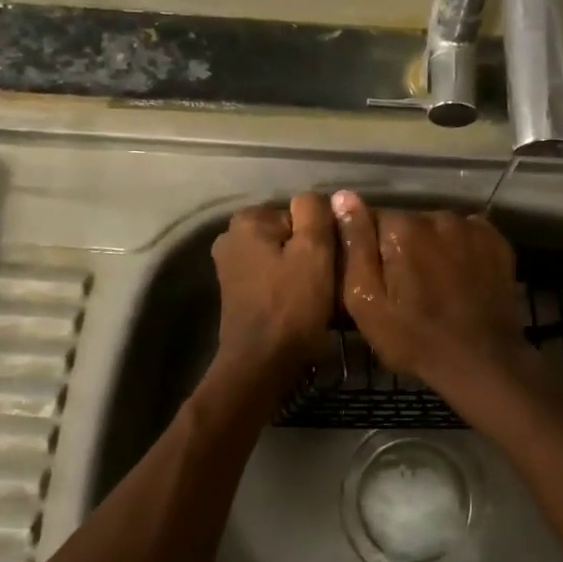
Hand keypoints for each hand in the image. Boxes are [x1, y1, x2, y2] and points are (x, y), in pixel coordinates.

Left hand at [210, 194, 335, 382]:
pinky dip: (288, 286)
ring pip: (283, 256)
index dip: (322, 236)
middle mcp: (231, 237)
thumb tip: (319, 197)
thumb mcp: (314, 251)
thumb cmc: (291, 305)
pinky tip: (302, 306)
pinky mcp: (236, 292)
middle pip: (290, 234)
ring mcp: (230, 266)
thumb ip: (316, 213)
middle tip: (329, 280)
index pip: (301, 213)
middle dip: (311, 253)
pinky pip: (273, 276)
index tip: (331, 262)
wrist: (261, 364)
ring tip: (318, 295)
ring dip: (302, 271)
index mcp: (246, 220)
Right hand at [330, 191, 541, 401]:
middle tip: (407, 289)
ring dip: (432, 248)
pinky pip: (466, 235)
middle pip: (408, 223)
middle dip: (403, 248)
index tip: (379, 280)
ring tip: (436, 286)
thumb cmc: (414, 338)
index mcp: (401, 227)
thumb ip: (355, 244)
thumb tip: (343, 196)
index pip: (373, 221)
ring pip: (437, 229)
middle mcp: (437, 216)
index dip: (372, 250)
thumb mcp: (367, 301)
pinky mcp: (496, 240)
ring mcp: (471, 226)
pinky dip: (460, 250)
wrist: (482, 362)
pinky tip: (460, 279)